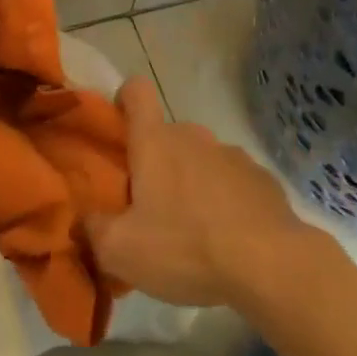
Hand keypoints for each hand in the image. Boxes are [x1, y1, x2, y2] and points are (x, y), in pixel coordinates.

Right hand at [85, 78, 307, 307]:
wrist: (271, 265)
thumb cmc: (186, 246)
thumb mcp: (122, 250)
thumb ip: (94, 230)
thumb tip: (85, 219)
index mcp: (155, 141)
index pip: (136, 91)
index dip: (125, 100)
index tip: (120, 129)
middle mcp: (193, 136)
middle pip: (167, 135)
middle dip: (158, 163)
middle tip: (153, 208)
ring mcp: (232, 155)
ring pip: (201, 159)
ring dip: (194, 183)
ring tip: (195, 231)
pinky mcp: (263, 179)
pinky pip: (234, 181)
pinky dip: (227, 201)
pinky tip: (230, 238)